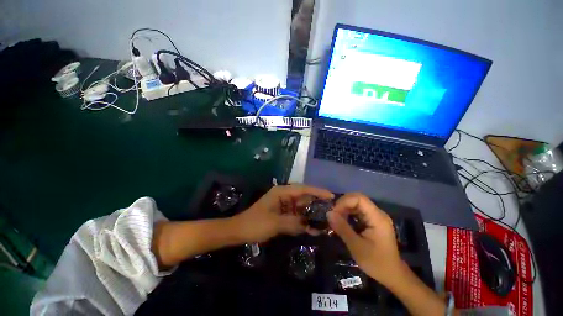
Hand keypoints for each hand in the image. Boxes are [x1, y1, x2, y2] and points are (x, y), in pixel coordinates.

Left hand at [234, 184, 333, 242]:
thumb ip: (294, 223)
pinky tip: (314, 229)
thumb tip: (311, 226)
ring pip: (302, 208)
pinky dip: (304, 222)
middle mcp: (284, 196)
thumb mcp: (275, 223)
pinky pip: (297, 216)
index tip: (331, 196)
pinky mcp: (283, 214)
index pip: (303, 189)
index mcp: (282, 192)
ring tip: (326, 222)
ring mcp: (284, 205)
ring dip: (312, 215)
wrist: (240, 231)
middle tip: (332, 211)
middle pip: (304, 198)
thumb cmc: (255, 224)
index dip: (317, 191)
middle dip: (317, 204)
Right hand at [327, 193, 403, 286]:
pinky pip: (358, 210)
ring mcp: (376, 216)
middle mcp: (378, 213)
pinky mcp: (373, 221)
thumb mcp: (356, 247)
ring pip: (357, 203)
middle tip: (334, 215)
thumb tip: (328, 213)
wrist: (392, 274)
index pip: (359, 199)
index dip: (344, 202)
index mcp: (377, 218)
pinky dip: (348, 213)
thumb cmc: (376, 263)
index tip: (334, 212)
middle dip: (343, 204)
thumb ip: (342, 228)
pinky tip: (343, 221)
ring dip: (345, 208)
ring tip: (337, 219)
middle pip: (358, 198)